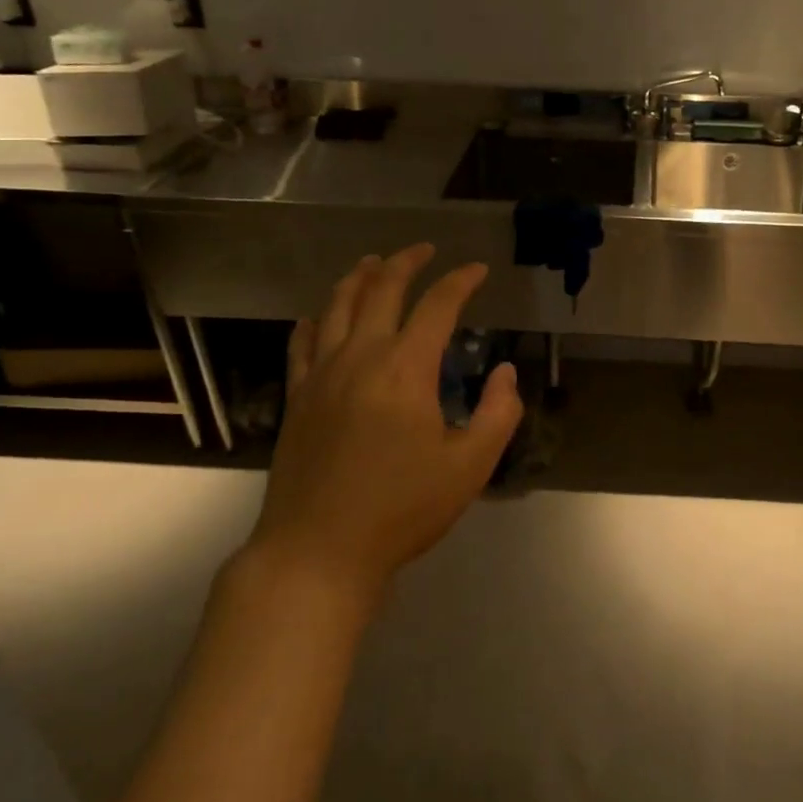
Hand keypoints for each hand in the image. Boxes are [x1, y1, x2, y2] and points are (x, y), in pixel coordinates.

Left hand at [251, 244, 523, 603]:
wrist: (318, 551)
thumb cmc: (401, 510)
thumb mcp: (470, 467)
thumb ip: (498, 414)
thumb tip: (505, 373)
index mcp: (405, 368)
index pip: (437, 305)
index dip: (460, 281)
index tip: (477, 270)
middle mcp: (360, 357)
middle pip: (381, 290)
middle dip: (406, 262)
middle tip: (425, 250)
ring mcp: (321, 375)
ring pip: (336, 306)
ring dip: (359, 278)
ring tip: (374, 263)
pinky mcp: (297, 397)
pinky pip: (302, 342)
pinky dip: (315, 319)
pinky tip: (319, 315)